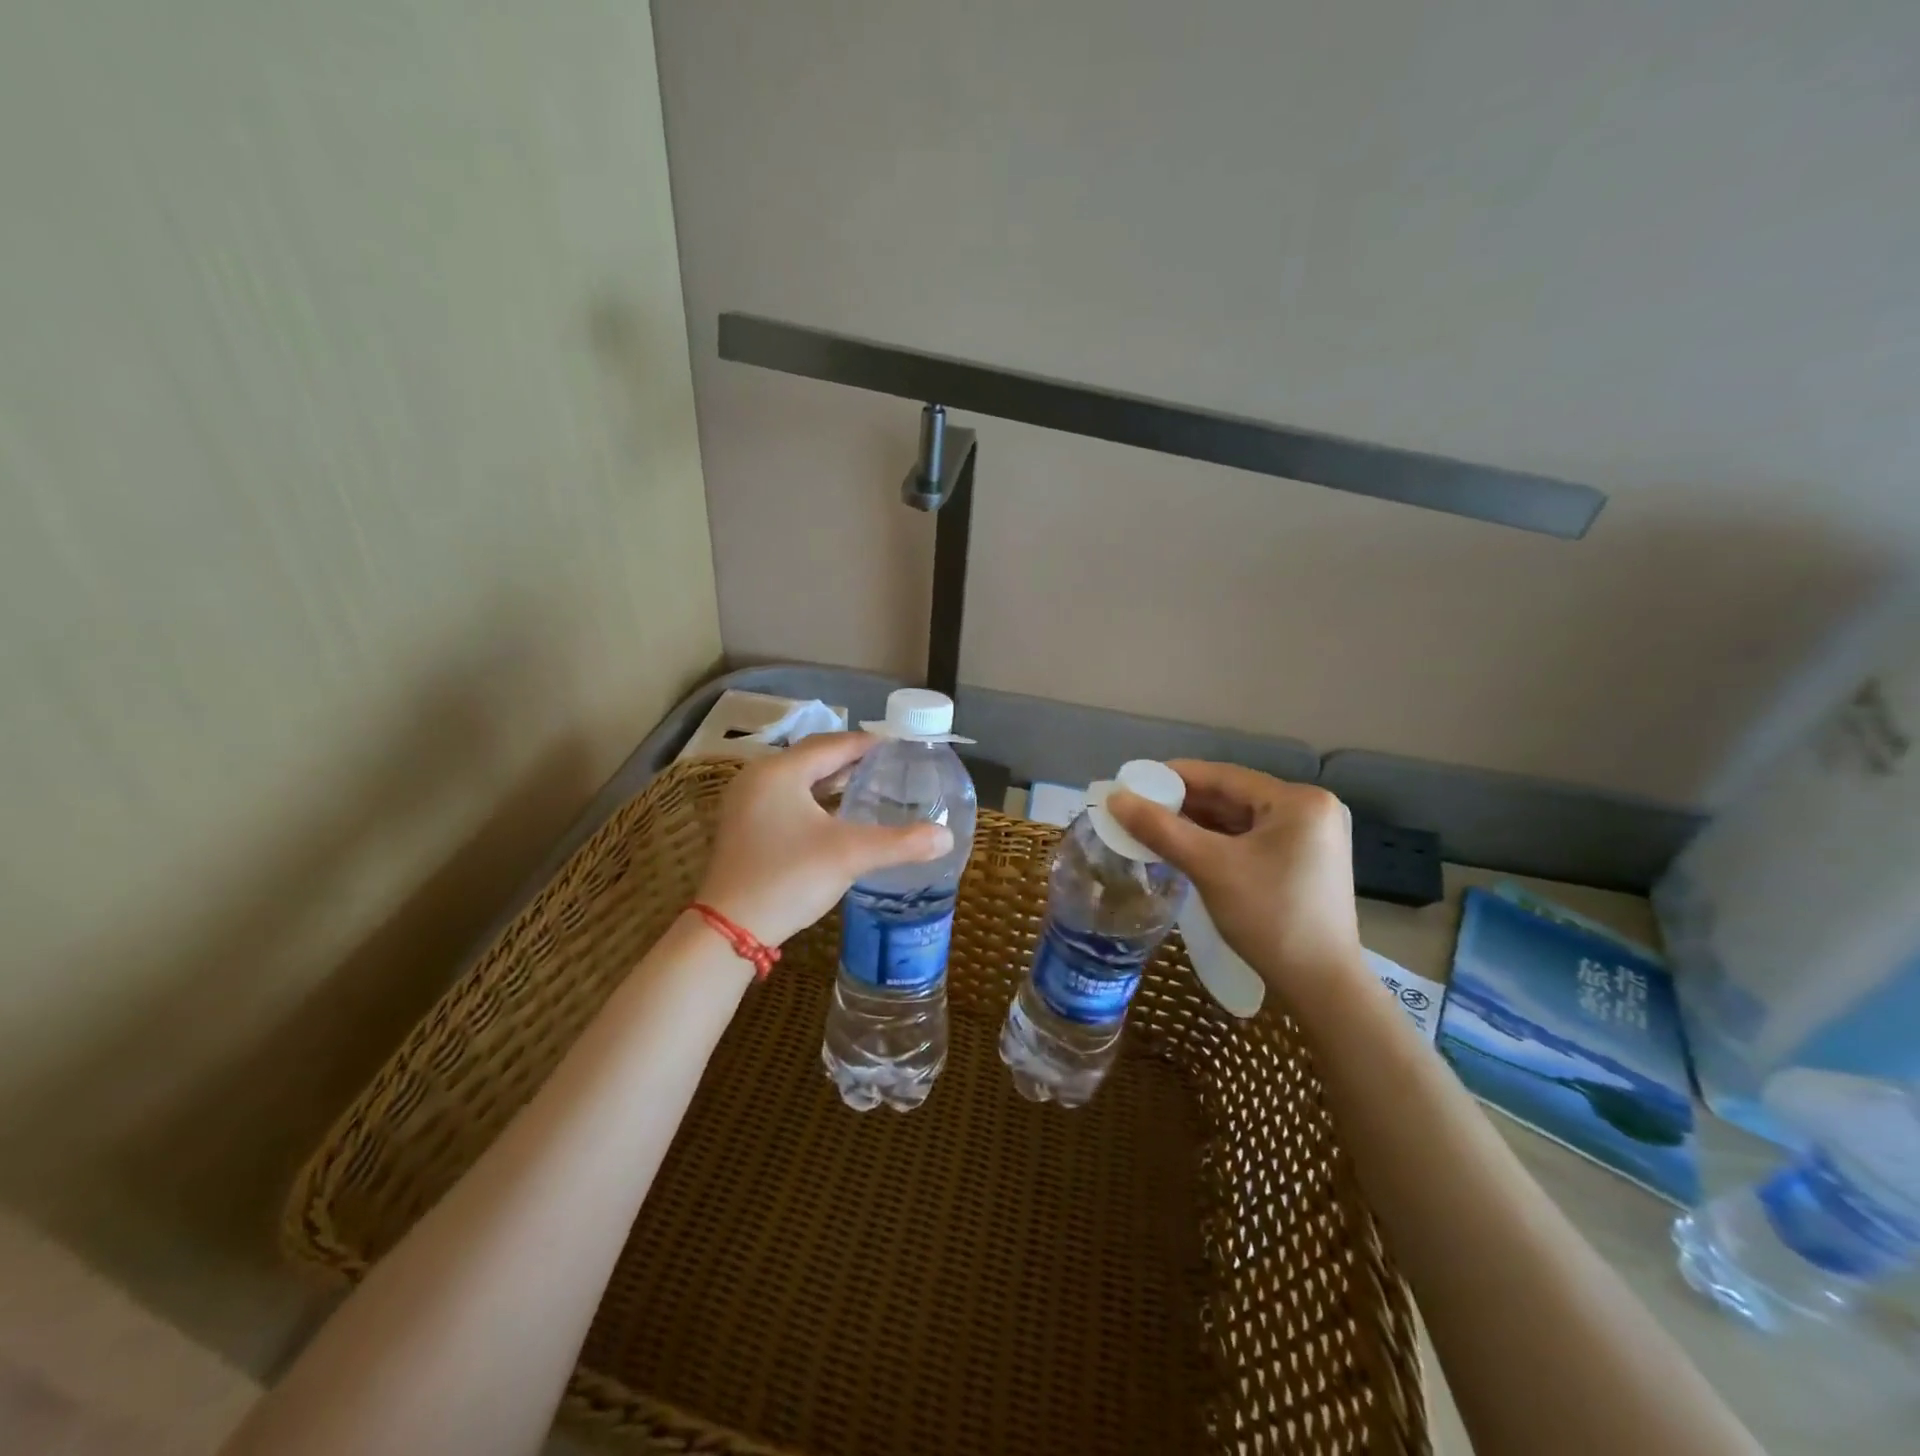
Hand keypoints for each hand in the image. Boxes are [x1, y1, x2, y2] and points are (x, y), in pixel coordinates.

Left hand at [695, 732, 952, 946]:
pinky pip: (786, 800)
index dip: (867, 744)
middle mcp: (758, 778)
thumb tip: (946, 837)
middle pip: (812, 758)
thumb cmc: (788, 878)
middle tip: (887, 766)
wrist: (729, 929)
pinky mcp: (743, 828)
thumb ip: (901, 842)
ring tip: (867, 787)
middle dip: (850, 761)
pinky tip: (835, 817)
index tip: (898, 746)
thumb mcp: (850, 856)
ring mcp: (745, 804)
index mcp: (780, 771)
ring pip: (797, 780)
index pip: (832, 744)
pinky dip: (813, 801)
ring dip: (831, 781)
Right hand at [1107, 761, 1365, 1013]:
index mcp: (1299, 801)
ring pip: (1239, 820)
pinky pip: (1251, 840)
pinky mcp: (1304, 863)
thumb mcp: (1210, 867)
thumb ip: (1160, 828)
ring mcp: (1311, 838)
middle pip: (1232, 797)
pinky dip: (1217, 842)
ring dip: (1197, 824)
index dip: (1174, 776)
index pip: (1224, 776)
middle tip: (1136, 808)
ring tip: (1151, 827)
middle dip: (1183, 804)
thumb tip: (1114, 798)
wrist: (1321, 987)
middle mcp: (1311, 810)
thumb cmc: (1270, 917)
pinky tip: (1184, 847)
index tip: (1133, 781)